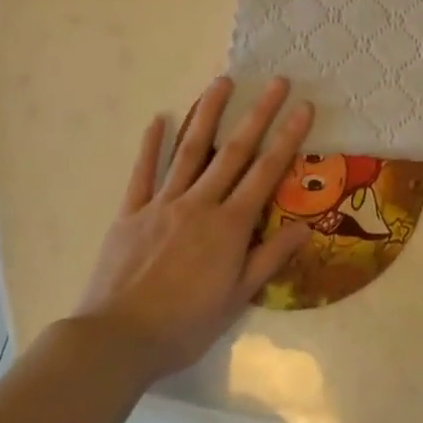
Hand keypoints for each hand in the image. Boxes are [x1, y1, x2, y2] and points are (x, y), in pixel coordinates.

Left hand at [69, 77, 310, 381]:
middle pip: (234, 151)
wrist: (116, 341)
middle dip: (258, 113)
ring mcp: (162, 204)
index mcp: (229, 225)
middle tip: (276, 81)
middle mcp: (200, 203)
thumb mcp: (236, 298)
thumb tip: (305, 227)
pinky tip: (158, 119)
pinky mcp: (131, 213)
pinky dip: (151, 145)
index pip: (266, 172)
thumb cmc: (184, 325)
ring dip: (208, 114)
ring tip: (222, 82)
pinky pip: (143, 173)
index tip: (304, 106)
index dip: (288, 137)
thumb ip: (269, 257)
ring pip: (190, 151)